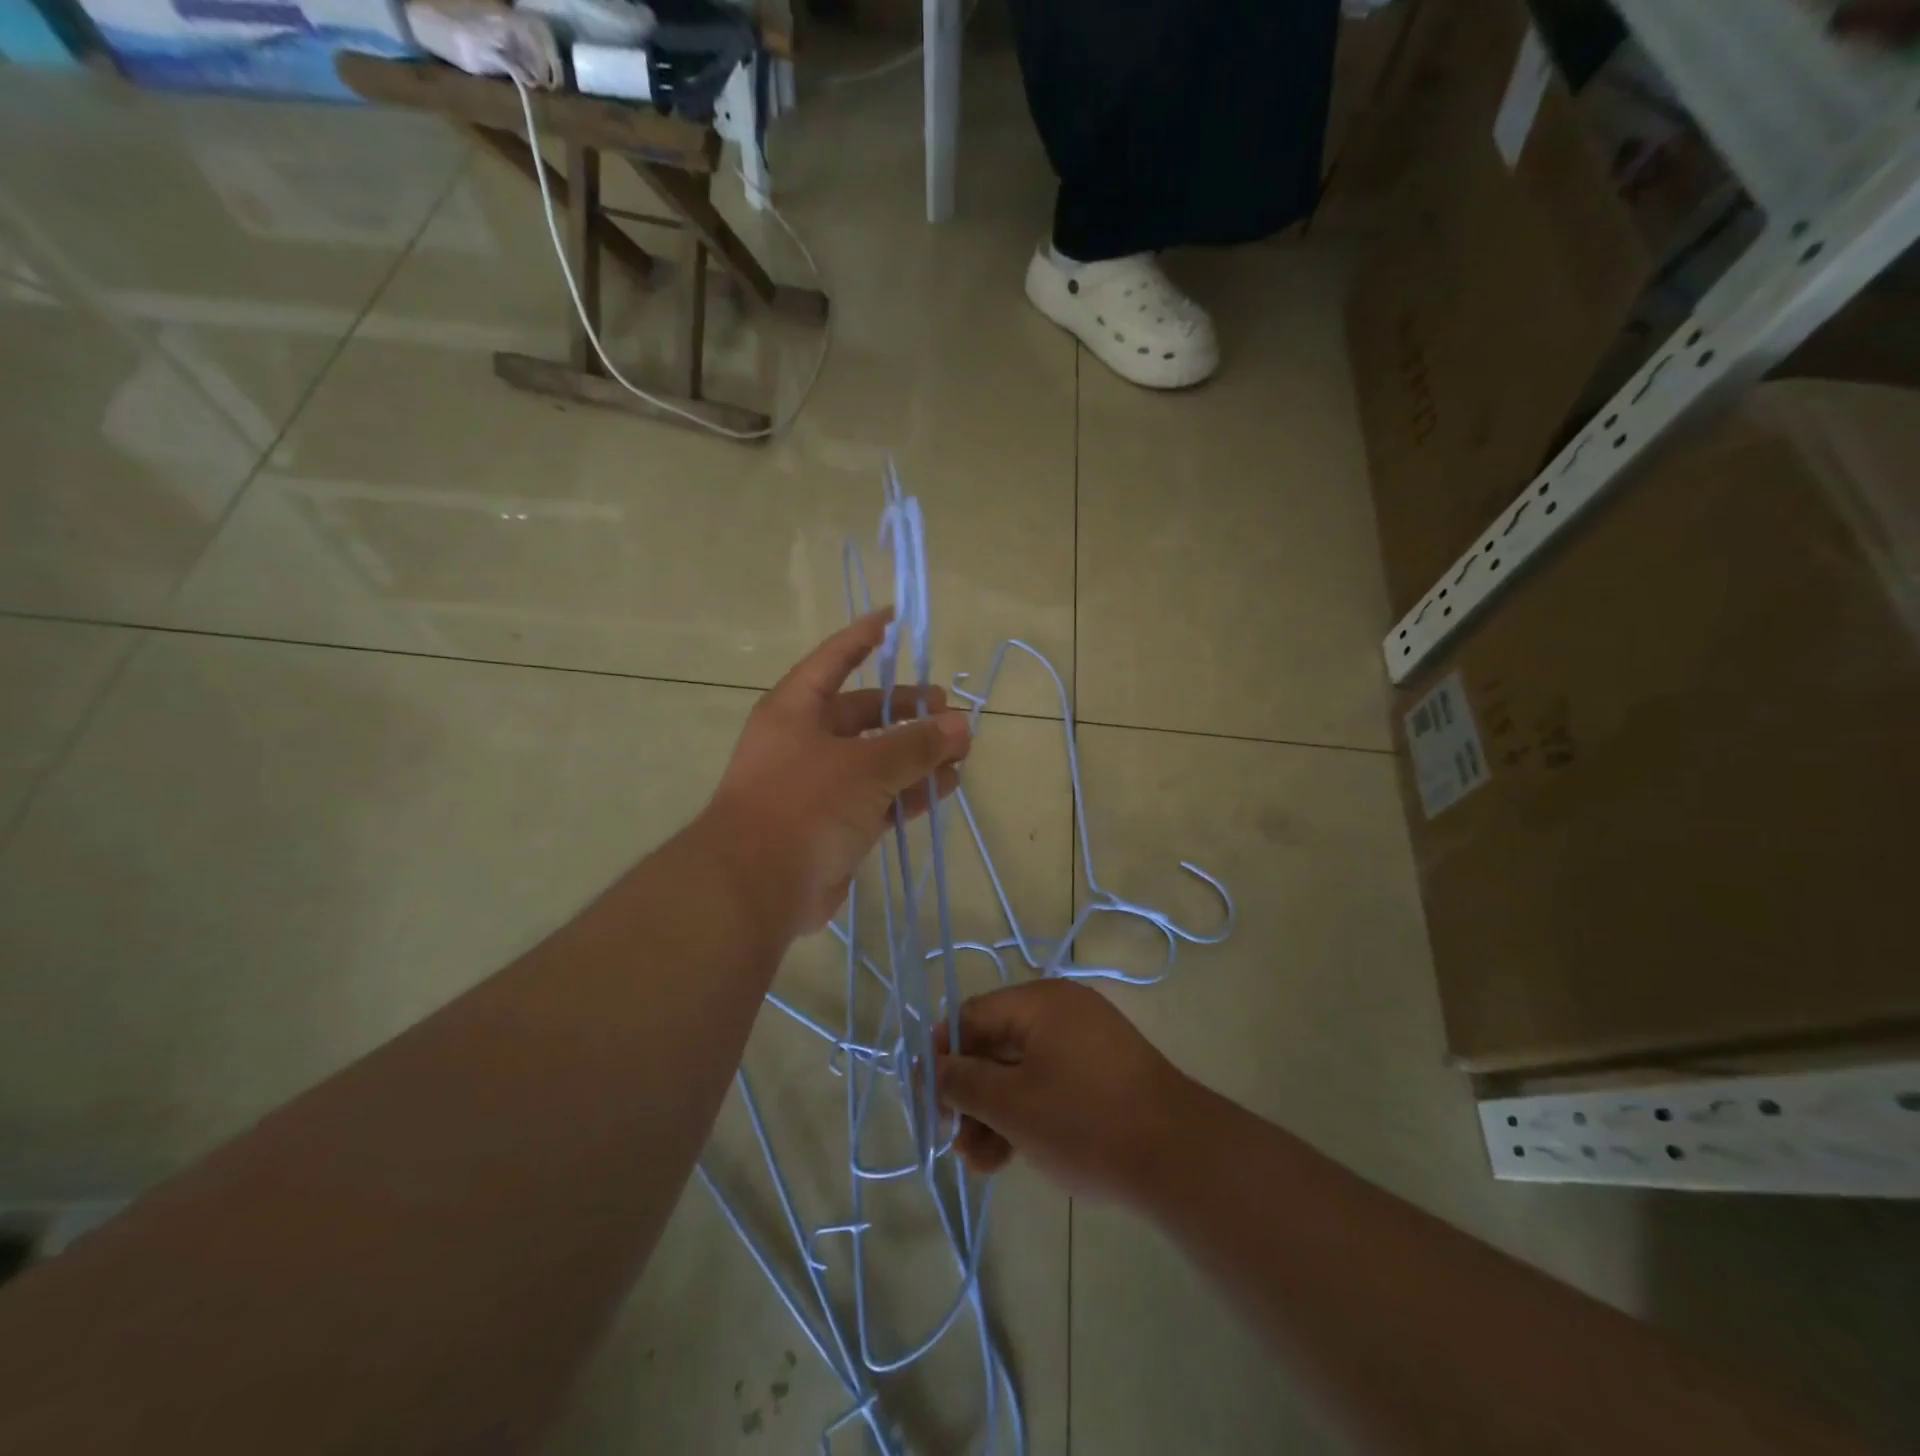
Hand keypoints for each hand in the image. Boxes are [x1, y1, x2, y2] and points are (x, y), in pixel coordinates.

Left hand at [697, 610, 971, 942]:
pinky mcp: (833, 825)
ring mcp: (818, 786)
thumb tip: (961, 724)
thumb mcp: (866, 766)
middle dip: (909, 712)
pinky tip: (945, 788)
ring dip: (917, 756)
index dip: (863, 637)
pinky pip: (879, 798)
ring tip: (961, 754)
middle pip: (864, 715)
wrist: (756, 888)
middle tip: (950, 713)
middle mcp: (805, 741)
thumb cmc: (804, 805)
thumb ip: (916, 743)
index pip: (834, 659)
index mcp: (796, 710)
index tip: (893, 618)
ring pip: (877, 760)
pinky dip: (910, 792)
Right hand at [934, 980, 1198, 1206]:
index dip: (943, 1056)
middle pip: (995, 1045)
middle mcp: (1061, 1011)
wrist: (1178, 1157)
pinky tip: (1008, 1158)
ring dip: (994, 1112)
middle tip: (953, 1139)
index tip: (928, 1099)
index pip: (971, 1016)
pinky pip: (1049, 1083)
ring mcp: (1085, 1042)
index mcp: (1039, 1002)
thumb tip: (933, 1068)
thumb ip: (963, 1083)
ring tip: (979, 1163)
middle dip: (970, 1094)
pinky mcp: (1101, 1073)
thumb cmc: (1083, 1121)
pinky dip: (1026, 1114)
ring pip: (1021, 1070)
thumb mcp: (1011, 1105)